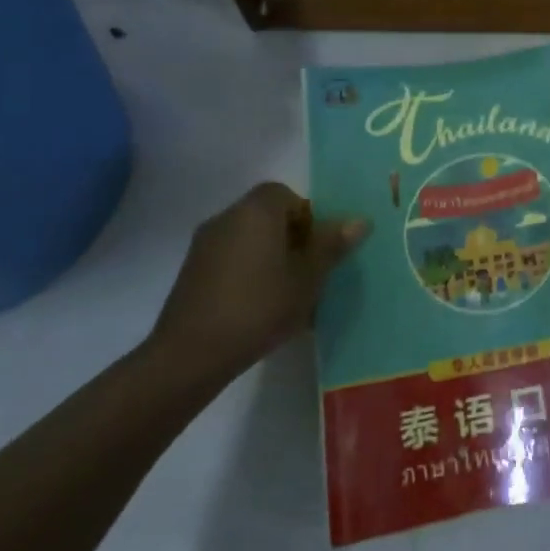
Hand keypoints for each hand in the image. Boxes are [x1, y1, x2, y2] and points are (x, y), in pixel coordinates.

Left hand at [148, 182, 366, 385]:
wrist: (190, 355)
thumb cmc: (259, 307)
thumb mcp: (308, 278)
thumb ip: (332, 245)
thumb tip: (359, 220)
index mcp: (256, 211)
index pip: (287, 195)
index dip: (308, 218)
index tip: (317, 249)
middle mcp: (227, 218)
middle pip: (267, 217)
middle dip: (292, 239)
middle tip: (308, 273)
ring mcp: (204, 246)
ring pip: (249, 240)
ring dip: (269, 258)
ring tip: (286, 295)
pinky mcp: (191, 274)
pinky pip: (231, 261)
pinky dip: (247, 274)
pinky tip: (258, 308)